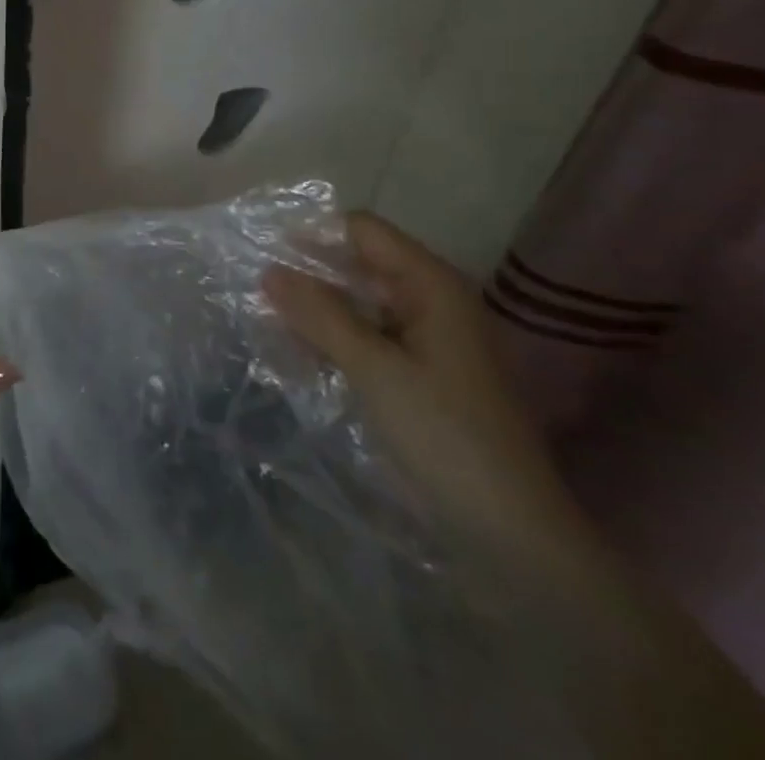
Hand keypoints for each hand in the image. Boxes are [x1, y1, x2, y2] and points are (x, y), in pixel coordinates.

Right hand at [264, 214, 595, 572]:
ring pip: (358, 302)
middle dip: (308, 272)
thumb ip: (319, 315)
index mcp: (431, 285)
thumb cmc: (445, 435)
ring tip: (265, 317)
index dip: (313, 235)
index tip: (263, 251)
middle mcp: (431, 300)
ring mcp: (427, 338)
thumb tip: (268, 270)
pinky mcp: (419, 372)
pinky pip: (366, 336)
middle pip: (359, 264)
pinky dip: (333, 338)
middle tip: (254, 286)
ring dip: (316, 308)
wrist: (510, 533)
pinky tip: (297, 352)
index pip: (362, 230)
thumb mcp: (374, 369)